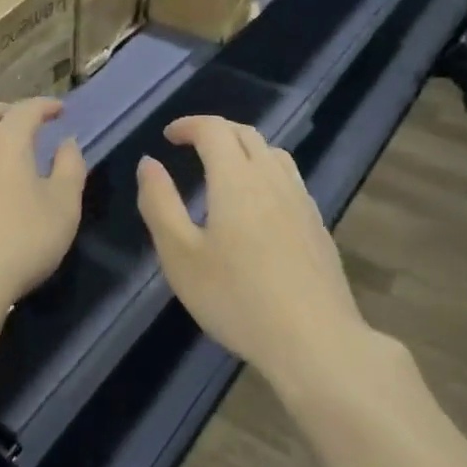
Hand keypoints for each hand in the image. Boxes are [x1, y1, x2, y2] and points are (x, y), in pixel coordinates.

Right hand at [136, 116, 367, 381]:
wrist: (315, 341)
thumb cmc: (237, 298)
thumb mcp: (180, 255)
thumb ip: (159, 203)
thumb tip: (149, 163)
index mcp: (236, 179)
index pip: (213, 130)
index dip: (188, 125)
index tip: (168, 136)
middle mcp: (272, 178)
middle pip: (246, 134)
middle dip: (215, 131)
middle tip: (190, 145)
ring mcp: (301, 201)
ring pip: (273, 153)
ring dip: (244, 148)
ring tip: (224, 168)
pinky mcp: (317, 225)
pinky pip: (289, 179)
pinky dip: (265, 172)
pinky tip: (259, 204)